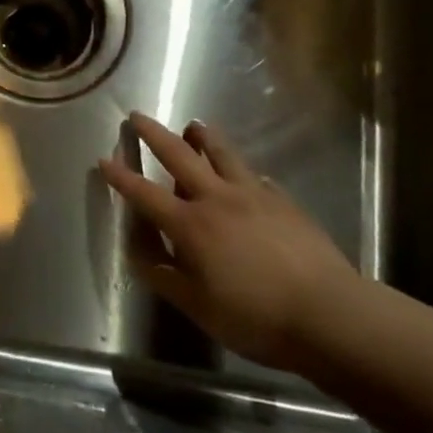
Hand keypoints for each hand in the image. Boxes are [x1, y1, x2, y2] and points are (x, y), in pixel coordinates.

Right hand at [98, 112, 359, 371]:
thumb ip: (163, 275)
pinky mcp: (283, 201)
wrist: (329, 314)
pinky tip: (246, 177)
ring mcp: (254, 195)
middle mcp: (217, 199)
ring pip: (222, 154)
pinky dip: (242, 172)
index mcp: (190, 225)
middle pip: (179, 155)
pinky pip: (256, 177)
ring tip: (193, 126)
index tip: (104, 159)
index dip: (121, 176)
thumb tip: (138, 253)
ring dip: (202, 137)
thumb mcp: (197, 306)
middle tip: (137, 116)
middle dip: (153, 134)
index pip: (144, 193)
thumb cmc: (255, 316)